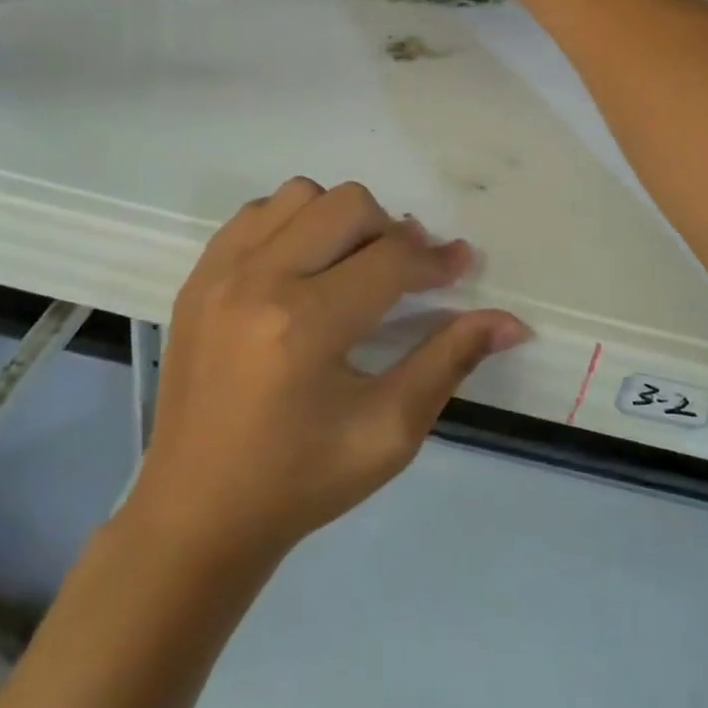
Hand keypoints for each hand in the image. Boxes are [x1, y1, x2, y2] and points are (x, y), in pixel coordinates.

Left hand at [137, 178, 526, 558]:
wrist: (197, 513)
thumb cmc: (301, 481)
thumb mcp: (389, 432)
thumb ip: (449, 362)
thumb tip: (510, 322)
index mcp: (306, 325)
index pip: (391, 260)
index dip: (436, 260)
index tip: (460, 264)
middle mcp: (258, 281)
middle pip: (347, 205)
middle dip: (391, 231)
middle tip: (404, 272)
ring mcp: (219, 273)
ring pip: (299, 195)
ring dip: (339, 220)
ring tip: (351, 265)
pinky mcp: (197, 278)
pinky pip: (255, 214)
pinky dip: (291, 224)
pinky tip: (303, 266)